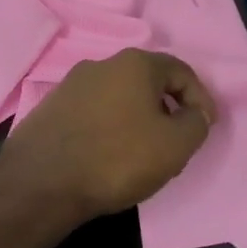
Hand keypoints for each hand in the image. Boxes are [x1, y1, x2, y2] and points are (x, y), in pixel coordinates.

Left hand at [0, 49, 217, 218]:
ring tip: (141, 152)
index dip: (201, 99)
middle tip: (175, 141)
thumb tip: (195, 113)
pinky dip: (108, 128)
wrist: (41, 184)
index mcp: (136, 63)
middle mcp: (102, 63)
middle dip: (167, 108)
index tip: (205, 127)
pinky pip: (92, 112)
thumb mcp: (176, 145)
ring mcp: (71, 84)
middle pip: (148, 81)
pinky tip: (106, 156)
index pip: (181, 71)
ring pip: (119, 97)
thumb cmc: (117, 158)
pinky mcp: (50, 108)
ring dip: (136, 118)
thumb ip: (197, 123)